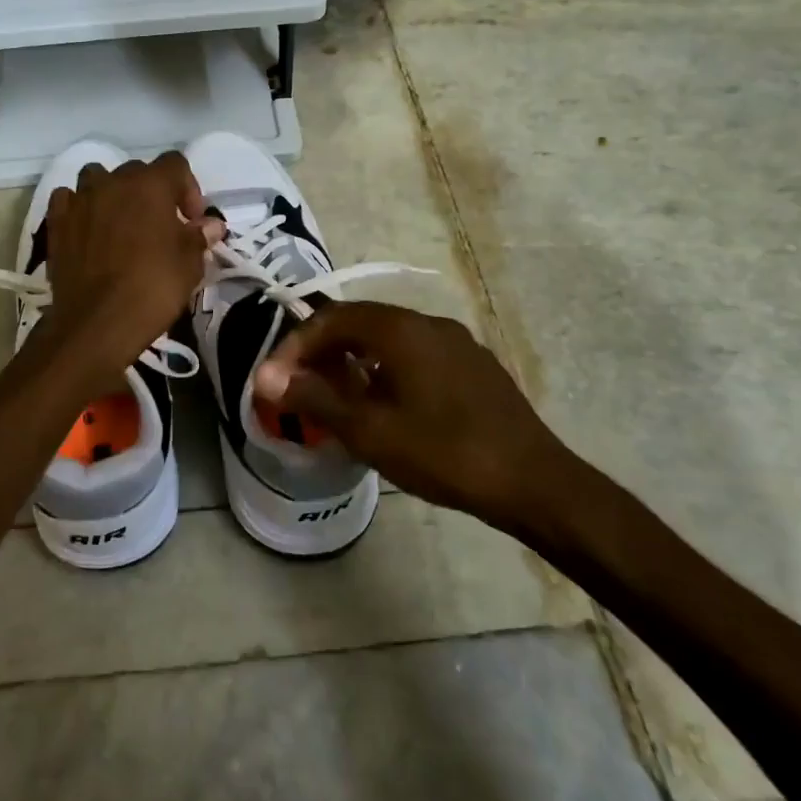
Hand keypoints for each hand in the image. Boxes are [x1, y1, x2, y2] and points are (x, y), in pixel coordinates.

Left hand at [38, 152, 222, 388]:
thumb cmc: (152, 288)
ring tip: (121, 223)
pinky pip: (68, 199)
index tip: (191, 221)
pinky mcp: (57, 221)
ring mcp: (80, 199)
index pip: (175, 164)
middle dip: (152, 193)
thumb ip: (199, 236)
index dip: (188, 189)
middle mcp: (113, 182)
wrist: (97, 322)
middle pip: (137, 171)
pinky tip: (88, 228)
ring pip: (98, 178)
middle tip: (160, 227)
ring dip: (112, 193)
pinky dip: (79, 207)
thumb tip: (210, 224)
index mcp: (150, 184)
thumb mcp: (189, 264)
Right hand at [252, 301, 569, 532]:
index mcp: (400, 329)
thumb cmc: (444, 452)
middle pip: (360, 322)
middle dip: (323, 351)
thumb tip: (265, 378)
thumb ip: (314, 398)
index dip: (296, 345)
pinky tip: (386, 406)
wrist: (535, 483)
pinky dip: (386, 369)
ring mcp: (457, 343)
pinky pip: (415, 355)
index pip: (332, 318)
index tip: (276, 379)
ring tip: (337, 398)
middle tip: (301, 386)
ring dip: (354, 360)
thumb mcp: (369, 430)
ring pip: (389, 339)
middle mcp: (428, 323)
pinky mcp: (474, 366)